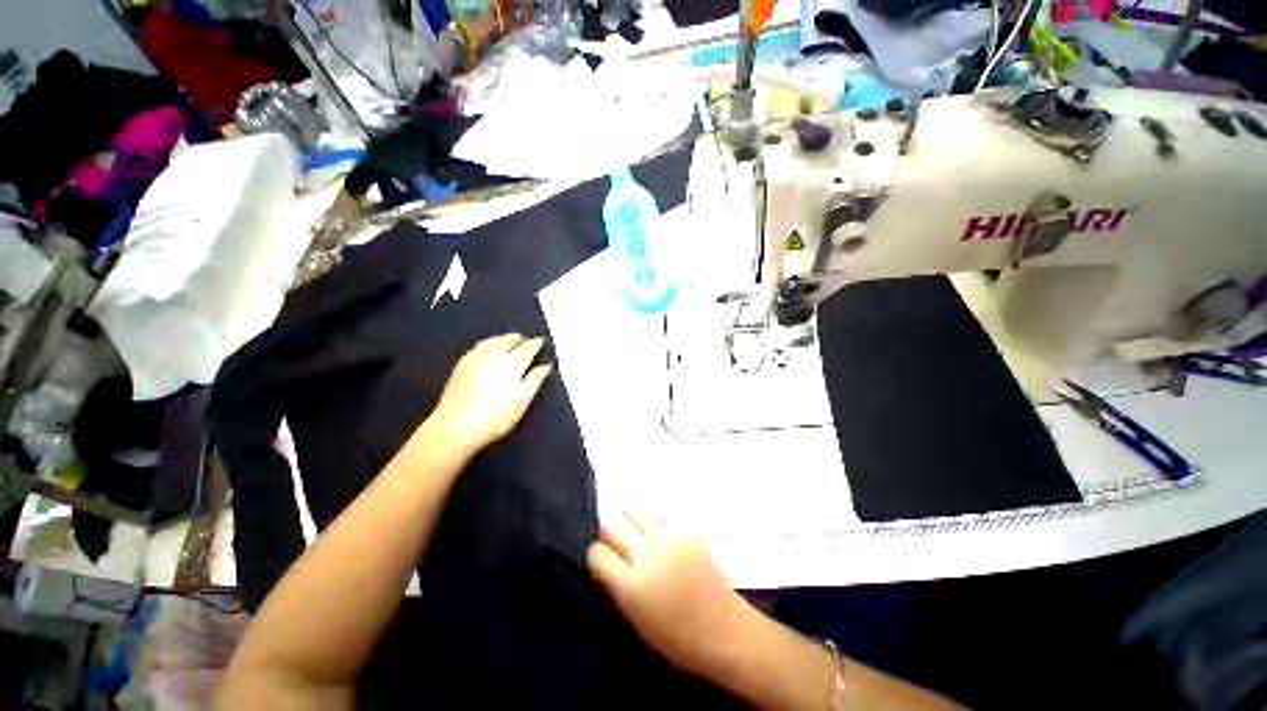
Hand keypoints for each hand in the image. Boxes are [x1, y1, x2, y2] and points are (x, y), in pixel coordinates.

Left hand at [431, 334, 552, 453]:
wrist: (456, 426)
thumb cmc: (496, 416)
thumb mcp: (523, 400)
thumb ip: (535, 380)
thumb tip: (546, 366)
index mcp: (513, 363)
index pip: (527, 348)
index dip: (535, 343)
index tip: (541, 341)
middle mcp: (494, 355)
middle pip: (508, 340)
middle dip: (518, 338)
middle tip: (525, 340)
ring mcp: (476, 358)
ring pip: (492, 341)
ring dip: (502, 338)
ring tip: (508, 341)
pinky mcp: (461, 365)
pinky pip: (479, 347)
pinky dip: (488, 344)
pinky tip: (487, 349)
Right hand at [587, 513, 755, 679]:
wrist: (726, 631)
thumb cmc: (678, 640)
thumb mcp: (637, 623)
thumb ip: (617, 589)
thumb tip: (605, 562)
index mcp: (633, 586)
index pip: (597, 554)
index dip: (595, 555)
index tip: (600, 559)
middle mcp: (649, 556)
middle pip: (612, 525)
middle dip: (607, 532)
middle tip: (613, 541)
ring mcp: (671, 540)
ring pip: (637, 511)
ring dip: (630, 519)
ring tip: (634, 531)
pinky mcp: (689, 532)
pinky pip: (662, 517)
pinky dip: (654, 523)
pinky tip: (659, 536)